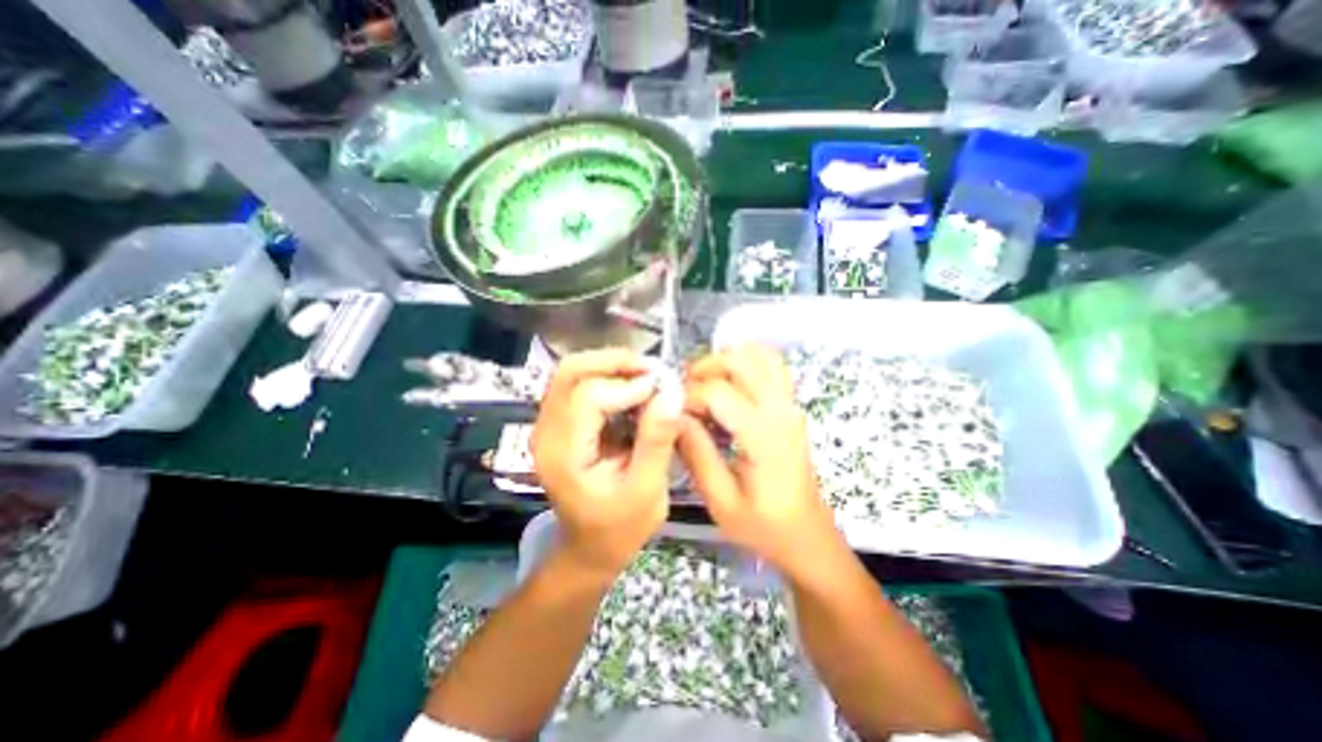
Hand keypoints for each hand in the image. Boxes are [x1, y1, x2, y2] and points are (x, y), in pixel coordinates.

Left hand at [531, 348, 686, 578]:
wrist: (590, 547)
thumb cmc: (619, 528)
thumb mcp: (646, 492)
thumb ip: (657, 442)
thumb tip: (672, 393)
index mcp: (563, 454)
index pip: (588, 397)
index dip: (628, 387)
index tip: (663, 391)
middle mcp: (547, 431)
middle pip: (570, 372)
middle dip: (614, 362)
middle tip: (653, 370)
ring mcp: (550, 424)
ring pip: (573, 372)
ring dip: (612, 366)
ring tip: (647, 376)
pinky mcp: (561, 422)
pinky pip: (580, 384)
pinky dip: (609, 377)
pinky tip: (634, 388)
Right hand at [676, 345, 840, 577]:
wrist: (807, 535)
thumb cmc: (763, 526)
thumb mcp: (720, 500)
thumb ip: (696, 453)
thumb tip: (673, 416)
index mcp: (763, 435)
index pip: (718, 391)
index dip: (688, 395)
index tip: (672, 412)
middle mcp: (781, 409)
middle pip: (740, 361)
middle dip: (704, 367)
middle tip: (683, 392)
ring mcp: (791, 403)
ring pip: (759, 355)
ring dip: (725, 359)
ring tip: (704, 382)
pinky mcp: (791, 405)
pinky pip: (771, 365)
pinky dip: (746, 360)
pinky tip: (728, 380)